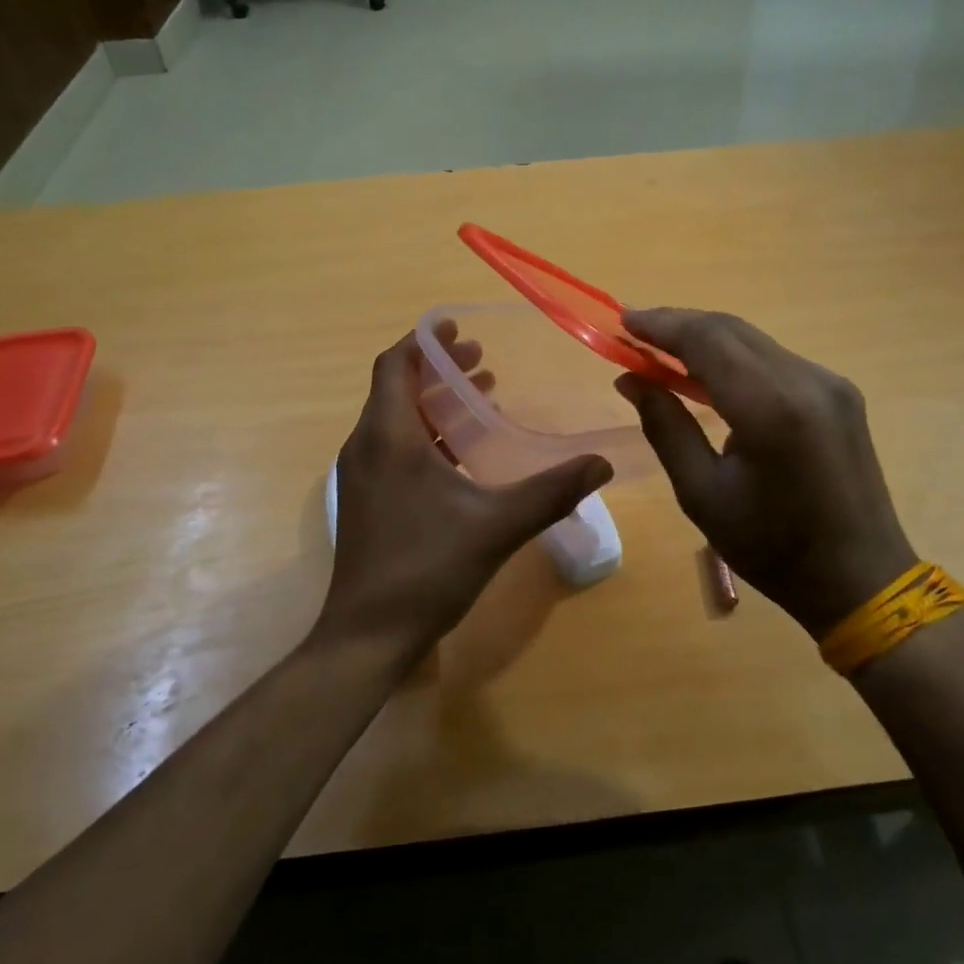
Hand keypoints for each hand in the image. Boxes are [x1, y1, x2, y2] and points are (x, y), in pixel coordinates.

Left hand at [317, 325, 612, 665]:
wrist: (368, 635)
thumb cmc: (426, 570)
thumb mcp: (497, 526)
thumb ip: (551, 491)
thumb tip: (601, 464)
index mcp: (389, 438)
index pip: (395, 365)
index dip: (424, 341)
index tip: (457, 328)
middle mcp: (366, 446)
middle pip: (396, 388)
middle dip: (438, 369)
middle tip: (481, 360)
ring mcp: (362, 475)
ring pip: (395, 418)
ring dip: (433, 401)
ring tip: (479, 395)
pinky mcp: (367, 499)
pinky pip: (394, 446)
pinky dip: (426, 433)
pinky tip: (462, 451)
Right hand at [614, 309, 918, 639]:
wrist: (861, 578)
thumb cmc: (772, 548)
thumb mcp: (702, 494)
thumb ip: (665, 427)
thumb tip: (631, 380)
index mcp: (770, 409)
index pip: (707, 341)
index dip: (662, 325)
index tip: (623, 321)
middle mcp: (806, 380)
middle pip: (731, 329)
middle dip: (679, 325)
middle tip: (635, 333)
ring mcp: (829, 382)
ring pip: (753, 340)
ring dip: (706, 338)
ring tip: (662, 350)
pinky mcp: (839, 392)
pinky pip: (774, 358)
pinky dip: (734, 356)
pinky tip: (709, 372)